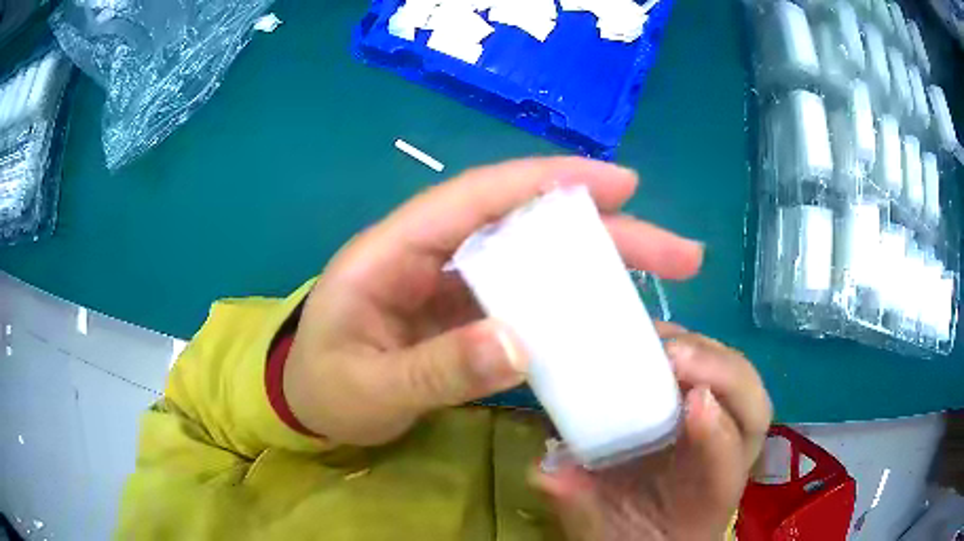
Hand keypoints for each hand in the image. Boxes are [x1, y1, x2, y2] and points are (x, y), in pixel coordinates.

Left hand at [283, 157, 703, 445]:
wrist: (306, 406)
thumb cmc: (323, 389)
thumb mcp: (369, 388)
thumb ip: (437, 370)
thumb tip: (520, 345)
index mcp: (393, 250)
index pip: (477, 197)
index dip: (549, 181)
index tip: (620, 184)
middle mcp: (430, 253)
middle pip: (524, 224)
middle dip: (602, 229)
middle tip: (674, 248)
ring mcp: (453, 284)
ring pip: (534, 260)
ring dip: (598, 264)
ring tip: (663, 274)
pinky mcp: (465, 315)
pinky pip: (527, 299)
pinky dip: (570, 303)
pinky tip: (611, 316)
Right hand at [533, 323, 772, 540]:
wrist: (653, 529)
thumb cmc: (632, 531)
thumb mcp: (600, 526)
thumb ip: (578, 501)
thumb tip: (545, 468)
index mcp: (706, 496)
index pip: (728, 464)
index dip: (716, 433)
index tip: (692, 402)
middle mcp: (726, 455)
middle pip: (751, 406)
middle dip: (718, 372)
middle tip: (670, 354)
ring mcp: (723, 424)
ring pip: (740, 379)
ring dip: (705, 350)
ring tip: (657, 337)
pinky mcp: (707, 403)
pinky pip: (714, 367)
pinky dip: (690, 345)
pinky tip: (654, 337)